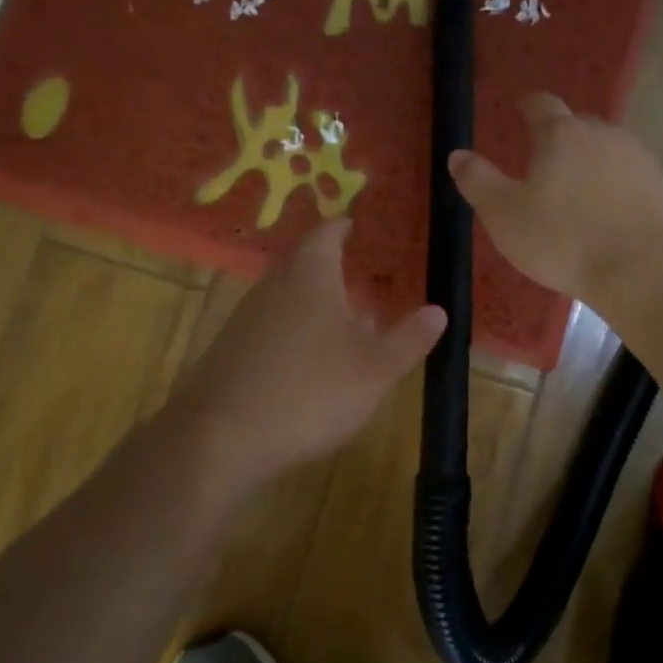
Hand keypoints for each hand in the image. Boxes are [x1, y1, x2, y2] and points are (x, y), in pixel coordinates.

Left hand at [167, 220, 445, 481]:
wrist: (224, 436)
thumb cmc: (312, 391)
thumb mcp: (376, 368)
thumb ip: (409, 338)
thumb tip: (438, 310)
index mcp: (311, 276)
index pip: (326, 235)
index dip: (341, 229)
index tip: (353, 226)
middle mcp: (274, 286)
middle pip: (301, 262)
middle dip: (327, 264)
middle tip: (353, 271)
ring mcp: (246, 317)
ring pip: (285, 294)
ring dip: (311, 299)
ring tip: (340, 318)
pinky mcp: (230, 348)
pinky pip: (268, 324)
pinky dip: (291, 327)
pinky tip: (306, 358)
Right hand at [449, 92, 662, 306]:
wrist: (643, 271)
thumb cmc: (563, 240)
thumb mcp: (504, 215)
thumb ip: (478, 181)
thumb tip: (457, 154)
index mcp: (561, 134)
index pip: (541, 104)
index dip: (528, 105)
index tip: (520, 109)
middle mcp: (602, 134)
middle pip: (576, 124)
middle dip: (559, 136)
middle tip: (542, 160)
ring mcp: (637, 158)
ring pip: (605, 148)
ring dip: (588, 160)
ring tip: (574, 188)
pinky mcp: (659, 186)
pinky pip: (627, 174)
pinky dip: (612, 183)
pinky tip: (606, 210)